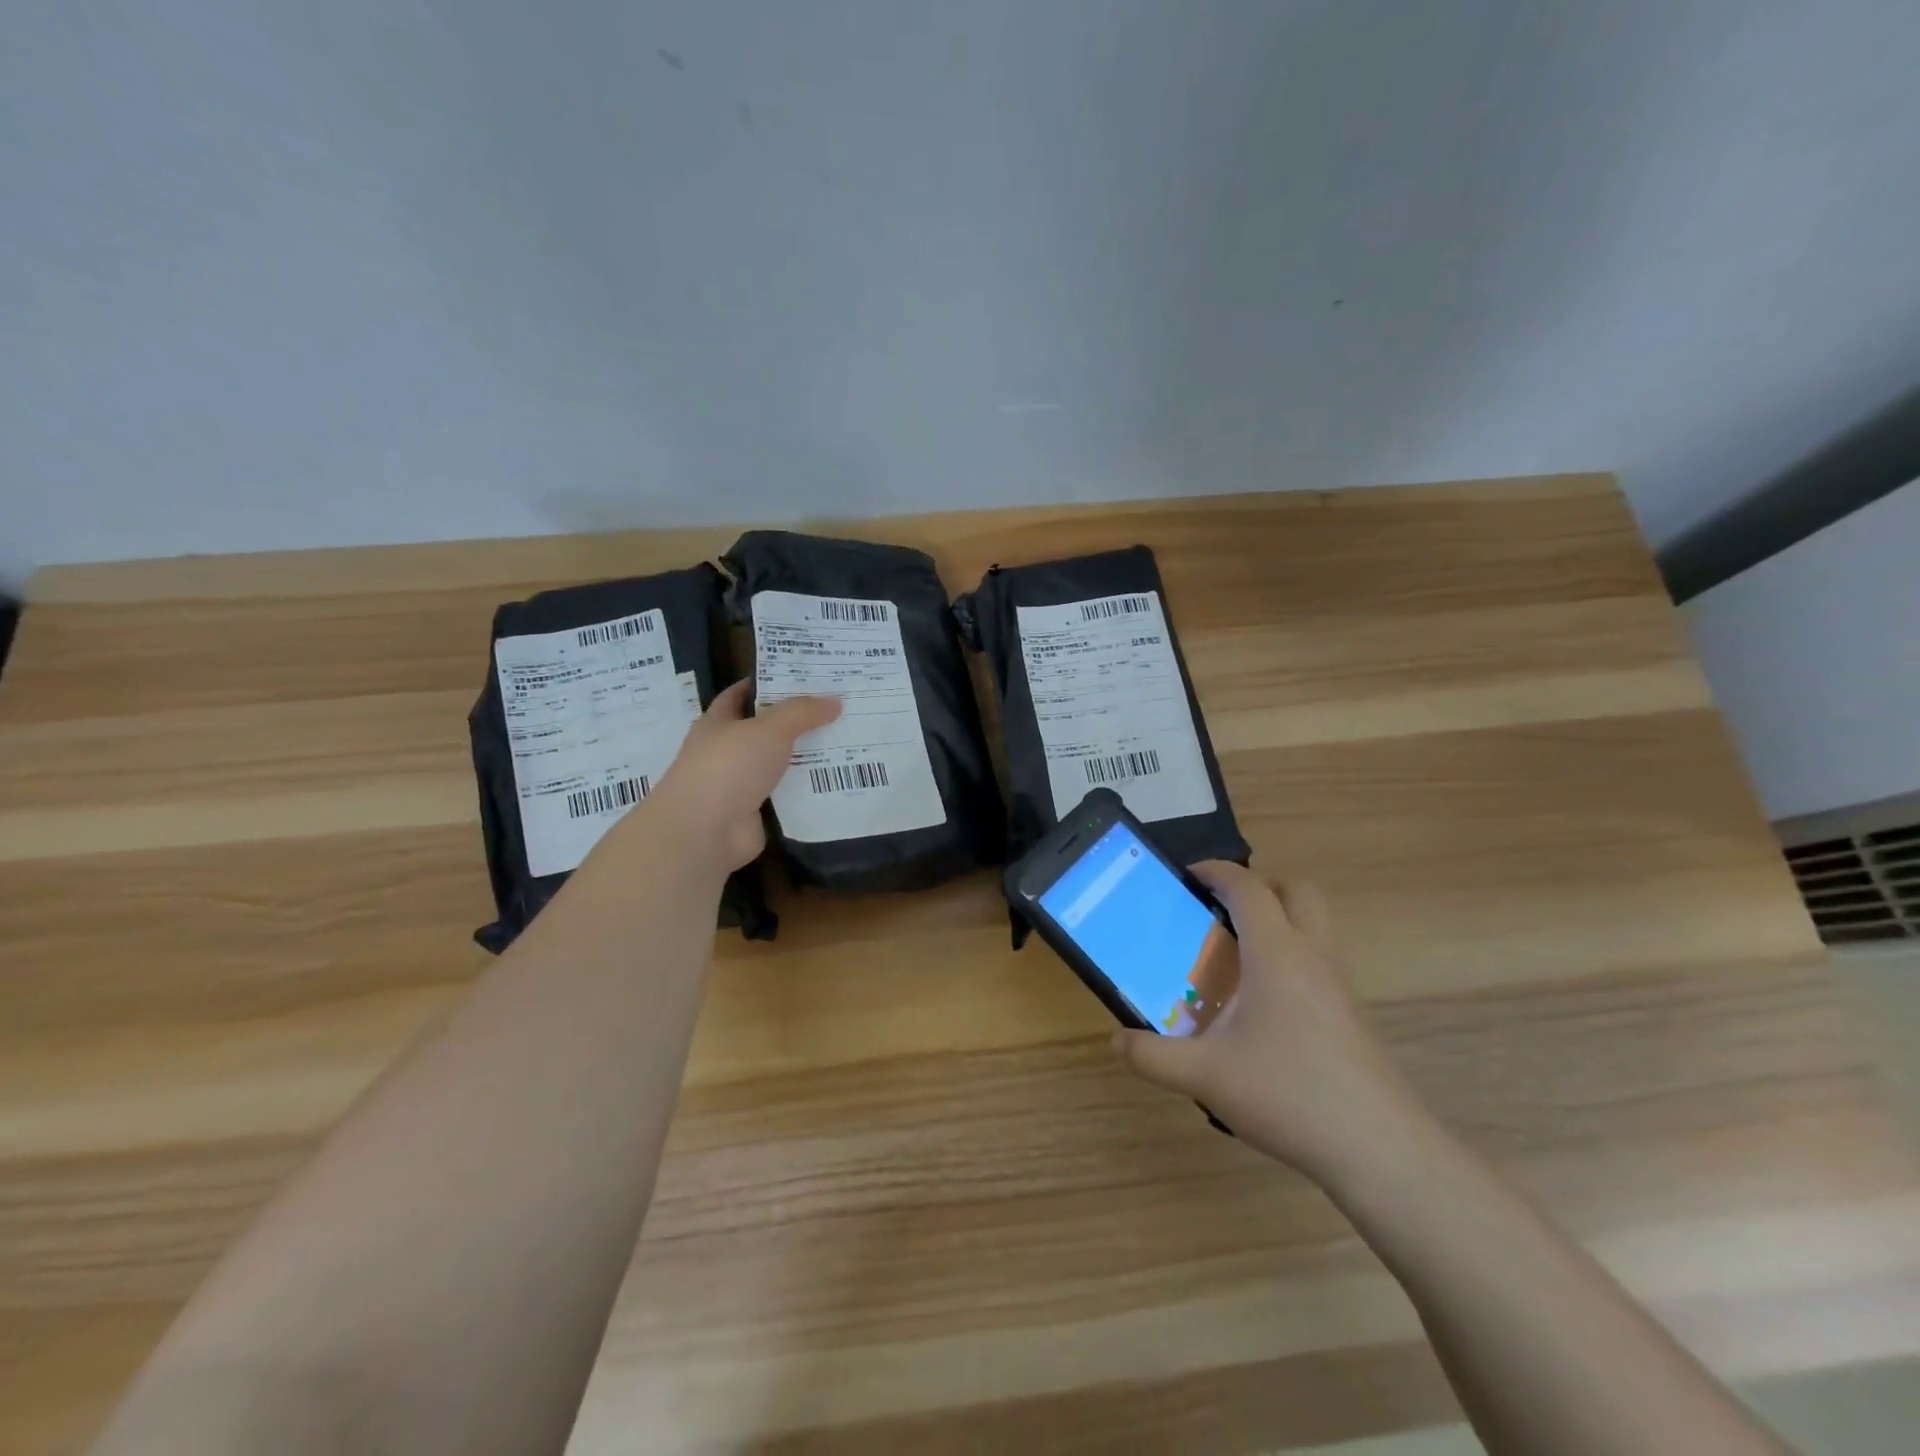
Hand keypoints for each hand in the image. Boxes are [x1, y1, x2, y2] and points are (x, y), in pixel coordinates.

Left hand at [644, 679, 840, 871]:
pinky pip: (785, 795)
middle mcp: (725, 751)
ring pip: (777, 764)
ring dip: (804, 757)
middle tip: (835, 709)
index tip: (801, 677)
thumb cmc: (729, 767)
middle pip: (764, 730)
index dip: (766, 684)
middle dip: (795, 721)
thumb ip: (802, 712)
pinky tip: (835, 781)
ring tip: (845, 743)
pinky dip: (805, 790)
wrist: (704, 831)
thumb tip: (834, 701)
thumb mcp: (770, 729)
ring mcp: (738, 784)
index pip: (741, 694)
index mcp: (718, 723)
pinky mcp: (753, 813)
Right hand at [1112, 862, 1430, 1189]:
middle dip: (1258, 887)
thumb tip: (1115, 1040)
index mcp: (1276, 953)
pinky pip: (1320, 961)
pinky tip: (1264, 1006)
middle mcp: (1312, 956)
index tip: (1187, 876)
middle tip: (1220, 911)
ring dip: (1279, 920)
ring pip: (1315, 925)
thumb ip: (1153, 1056)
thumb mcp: (1206, 1076)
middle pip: (1296, 891)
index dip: (1216, 871)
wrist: (1381, 1151)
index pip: (1247, 887)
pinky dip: (1292, 957)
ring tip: (1237, 956)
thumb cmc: (1290, 1095)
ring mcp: (1339, 986)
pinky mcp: (1352, 1016)